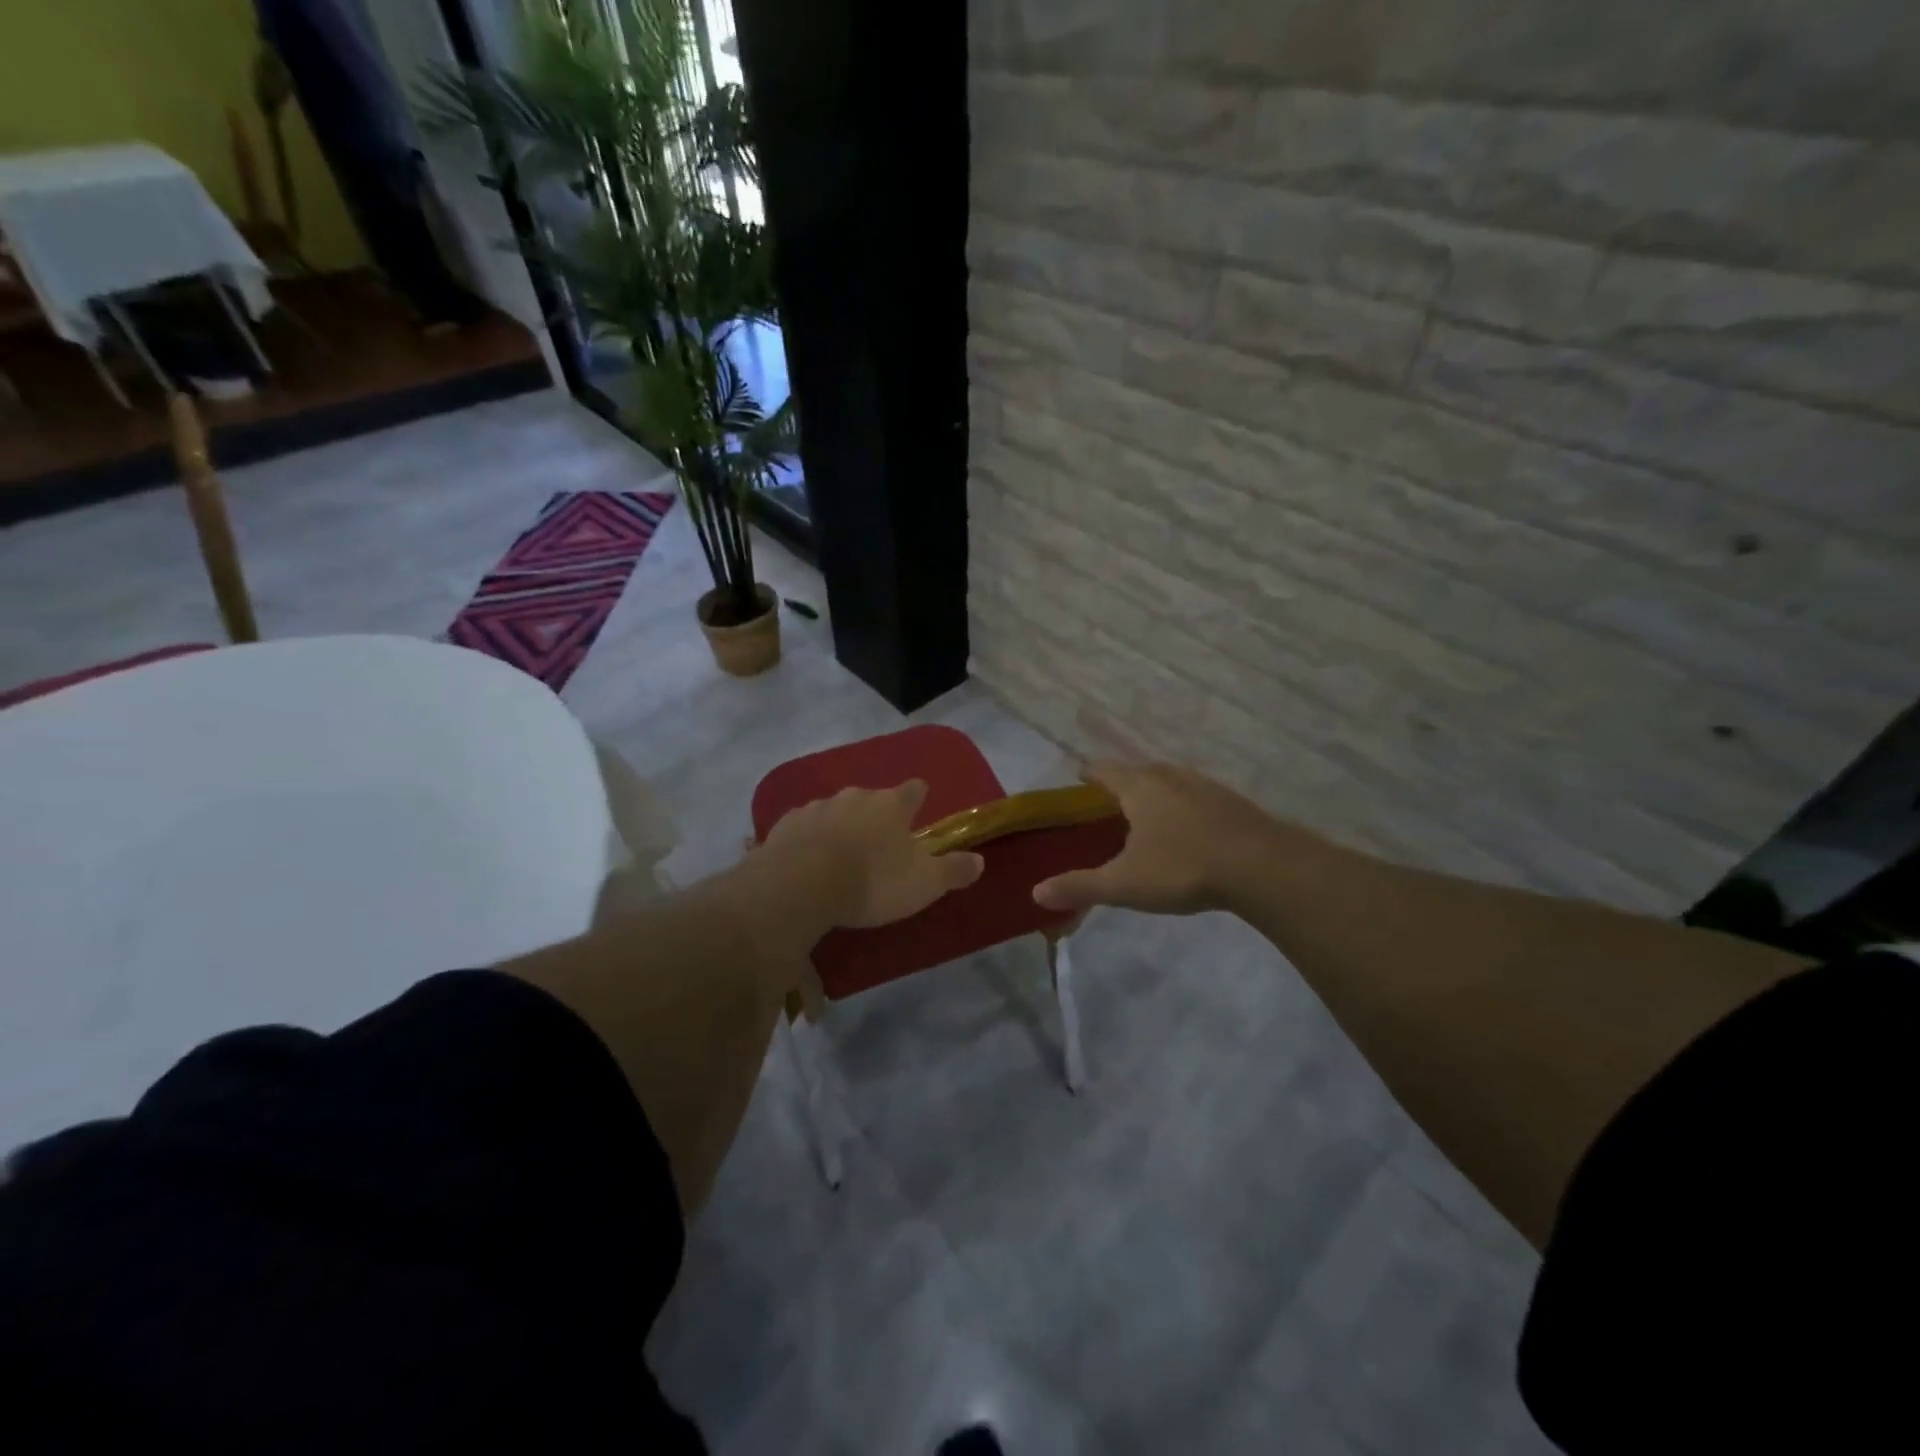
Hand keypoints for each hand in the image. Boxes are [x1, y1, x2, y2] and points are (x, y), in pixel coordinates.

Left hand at [761, 780, 983, 929]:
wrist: (800, 886)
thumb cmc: (872, 881)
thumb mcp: (924, 883)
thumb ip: (953, 870)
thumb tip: (980, 860)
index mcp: (891, 805)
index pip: (913, 790)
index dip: (918, 796)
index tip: (920, 800)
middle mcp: (854, 797)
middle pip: (871, 798)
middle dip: (875, 813)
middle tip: (879, 838)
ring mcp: (816, 808)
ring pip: (835, 810)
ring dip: (841, 824)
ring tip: (841, 851)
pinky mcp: (784, 825)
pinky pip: (803, 828)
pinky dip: (808, 838)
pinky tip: (806, 857)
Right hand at [1033, 761, 1280, 915]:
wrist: (1263, 867)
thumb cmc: (1183, 868)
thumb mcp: (1125, 883)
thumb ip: (1080, 886)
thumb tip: (1036, 893)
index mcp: (1138, 786)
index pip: (1102, 769)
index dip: (1086, 773)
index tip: (1076, 782)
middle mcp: (1168, 775)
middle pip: (1135, 771)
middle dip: (1118, 785)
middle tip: (1106, 810)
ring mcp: (1203, 785)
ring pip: (1168, 781)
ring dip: (1153, 794)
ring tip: (1144, 820)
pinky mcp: (1230, 801)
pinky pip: (1194, 796)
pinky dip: (1181, 807)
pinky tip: (1186, 832)